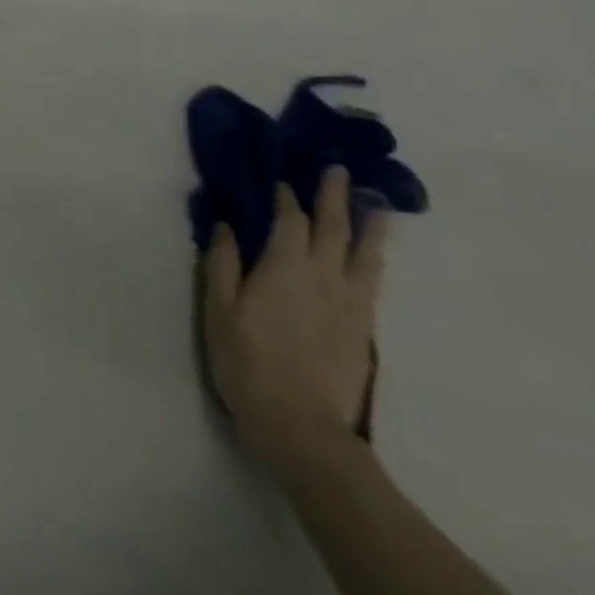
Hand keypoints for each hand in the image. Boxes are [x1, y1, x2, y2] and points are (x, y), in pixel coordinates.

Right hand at [201, 166, 387, 472]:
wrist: (302, 424)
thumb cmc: (247, 362)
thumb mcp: (219, 311)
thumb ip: (222, 264)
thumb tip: (226, 225)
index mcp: (285, 267)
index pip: (290, 221)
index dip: (286, 198)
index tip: (282, 180)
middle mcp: (324, 276)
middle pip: (333, 227)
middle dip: (333, 196)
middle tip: (337, 170)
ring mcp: (351, 302)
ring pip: (364, 252)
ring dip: (369, 224)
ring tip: (375, 204)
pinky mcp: (364, 327)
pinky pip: (372, 280)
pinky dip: (373, 257)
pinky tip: (373, 256)